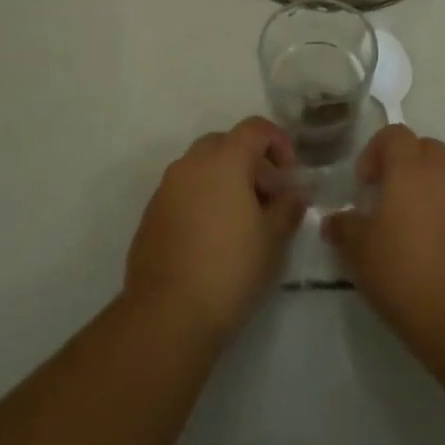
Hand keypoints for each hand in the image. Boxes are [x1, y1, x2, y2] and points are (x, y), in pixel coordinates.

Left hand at [123, 117, 305, 343]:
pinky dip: (202, 200)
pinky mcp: (151, 215)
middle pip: (226, 143)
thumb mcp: (273, 239)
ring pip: (201, 167)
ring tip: (241, 220)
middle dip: (250, 161)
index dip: (278, 142)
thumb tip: (294, 194)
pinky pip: (183, 192)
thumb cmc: (230, 269)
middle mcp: (191, 163)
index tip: (289, 176)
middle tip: (267, 196)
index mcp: (224, 159)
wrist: (167, 316)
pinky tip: (212, 238)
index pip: (255, 128)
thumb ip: (288, 207)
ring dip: (224, 180)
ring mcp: (166, 188)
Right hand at [323, 125, 444, 348]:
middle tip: (399, 200)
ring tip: (440, 200)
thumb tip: (333, 219)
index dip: (376, 153)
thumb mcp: (361, 254)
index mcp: (409, 164)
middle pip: (426, 146)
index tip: (367, 184)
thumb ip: (345, 228)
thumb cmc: (406, 276)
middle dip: (410, 164)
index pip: (392, 135)